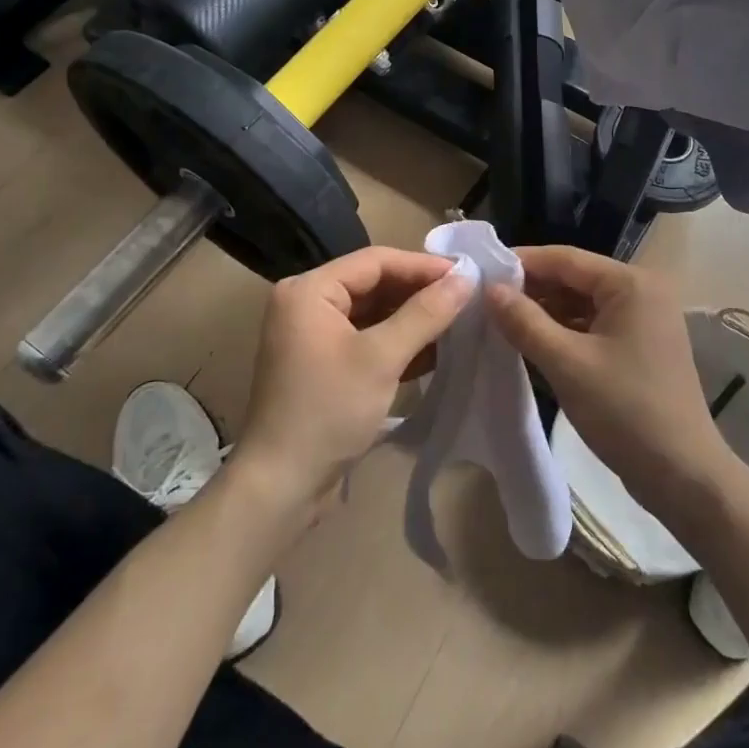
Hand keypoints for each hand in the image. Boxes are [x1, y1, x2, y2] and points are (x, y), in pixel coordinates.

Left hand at [233, 247, 472, 524]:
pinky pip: (368, 340)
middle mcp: (307, 304)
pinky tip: (437, 351)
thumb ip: (425, 314)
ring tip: (460, 321)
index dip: (422, 266)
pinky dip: (399, 343)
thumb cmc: (327, 411)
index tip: (466, 275)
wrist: (281, 486)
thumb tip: (466, 278)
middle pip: (374, 285)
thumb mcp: (381, 358)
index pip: (375, 261)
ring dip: (414, 319)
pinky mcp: (324, 365)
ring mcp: (314, 337)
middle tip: (467, 298)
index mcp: (309, 290)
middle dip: (420, 293)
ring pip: (374, 314)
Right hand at [485, 247, 732, 514]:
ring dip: (544, 312)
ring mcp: (643, 321)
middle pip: (574, 279)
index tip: (481, 271)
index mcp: (631, 284)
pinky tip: (530, 343)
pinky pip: (593, 327)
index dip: (522, 262)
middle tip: (484, 300)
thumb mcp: (567, 364)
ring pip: (582, 304)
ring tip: (499, 321)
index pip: (566, 258)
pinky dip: (563, 332)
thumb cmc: (626, 411)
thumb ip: (525, 322)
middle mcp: (642, 292)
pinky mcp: (639, 347)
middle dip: (531, 289)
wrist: (683, 476)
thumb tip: (490, 289)